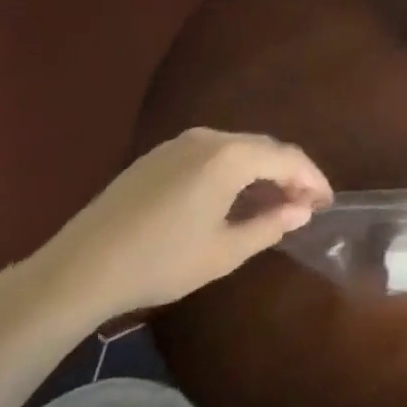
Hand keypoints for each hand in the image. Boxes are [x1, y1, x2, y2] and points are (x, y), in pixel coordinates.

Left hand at [31, 129, 332, 322]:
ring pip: (238, 149)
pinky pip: (212, 153)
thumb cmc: (160, 262)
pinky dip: (234, 169)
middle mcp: (209, 138)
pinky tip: (233, 196)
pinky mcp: (158, 156)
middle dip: (290, 172)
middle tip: (306, 203)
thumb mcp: (224, 252)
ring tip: (274, 201)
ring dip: (262, 170)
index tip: (327, 203)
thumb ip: (270, 226)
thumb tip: (302, 210)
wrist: (78, 268)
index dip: (313, 178)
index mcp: (230, 157)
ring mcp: (180, 143)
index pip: (288, 157)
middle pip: (264, 147)